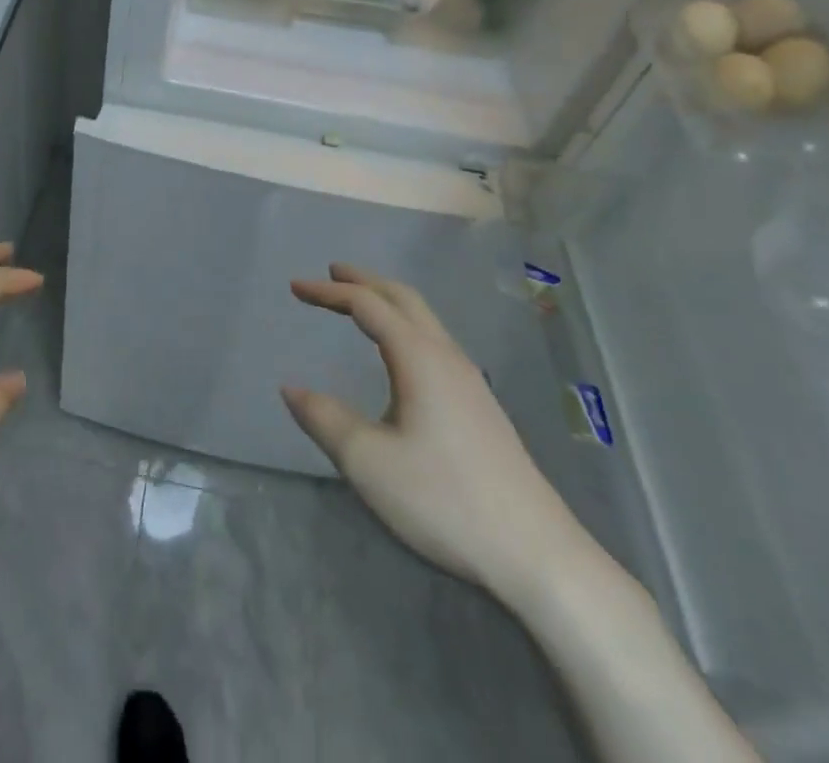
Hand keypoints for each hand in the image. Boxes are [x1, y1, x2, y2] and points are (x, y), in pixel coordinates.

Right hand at [282, 263, 588, 606]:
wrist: (537, 554)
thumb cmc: (444, 499)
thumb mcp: (367, 461)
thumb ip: (324, 418)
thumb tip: (291, 389)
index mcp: (418, 357)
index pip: (367, 305)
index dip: (328, 291)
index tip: (295, 288)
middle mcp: (446, 356)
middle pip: (402, 298)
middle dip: (363, 281)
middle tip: (330, 273)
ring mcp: (469, 381)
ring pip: (424, 319)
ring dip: (387, 301)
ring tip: (359, 304)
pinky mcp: (480, 406)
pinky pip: (434, 341)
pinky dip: (404, 325)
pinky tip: (398, 353)